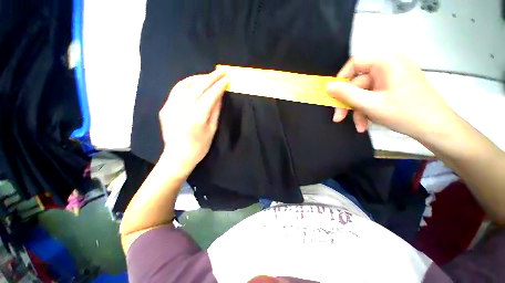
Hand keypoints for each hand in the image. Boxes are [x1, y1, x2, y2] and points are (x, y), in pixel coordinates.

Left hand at [159, 70, 227, 174]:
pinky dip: (187, 83)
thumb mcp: (212, 130)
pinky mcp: (165, 108)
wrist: (178, 156)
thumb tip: (219, 94)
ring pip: (184, 85)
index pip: (209, 96)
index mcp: (196, 119)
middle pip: (197, 88)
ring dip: (198, 78)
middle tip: (220, 73)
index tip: (226, 79)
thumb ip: (215, 110)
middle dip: (210, 78)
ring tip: (209, 76)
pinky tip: (195, 82)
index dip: (218, 86)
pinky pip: (176, 90)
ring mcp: (170, 108)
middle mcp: (182, 111)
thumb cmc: (199, 147)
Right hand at [327, 55, 454, 139]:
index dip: (341, 79)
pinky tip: (367, 124)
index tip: (334, 96)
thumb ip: (346, 94)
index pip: (355, 63)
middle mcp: (389, 66)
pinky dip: (367, 110)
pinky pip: (373, 97)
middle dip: (348, 103)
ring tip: (360, 126)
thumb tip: (327, 87)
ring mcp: (392, 78)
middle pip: (358, 83)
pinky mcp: (394, 89)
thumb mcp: (370, 104)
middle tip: (339, 118)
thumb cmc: (405, 113)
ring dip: (358, 111)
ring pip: (364, 93)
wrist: (436, 129)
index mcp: (386, 62)